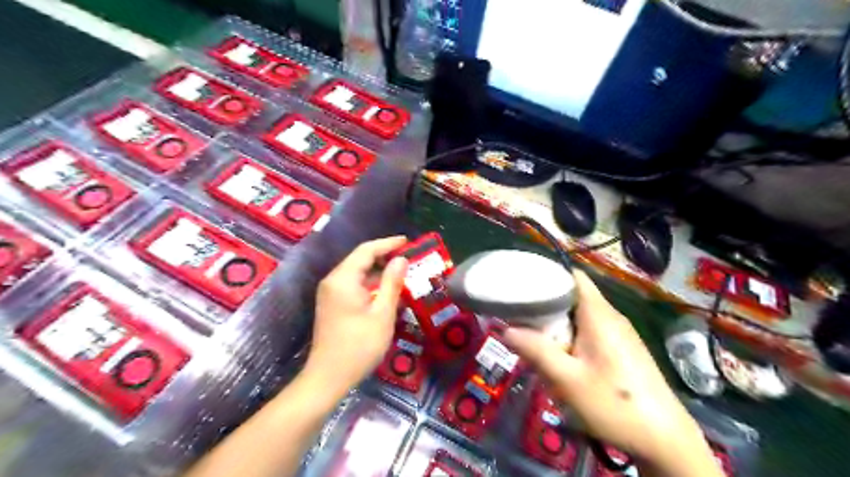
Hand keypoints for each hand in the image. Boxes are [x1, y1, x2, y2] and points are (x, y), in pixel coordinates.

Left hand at [303, 237, 409, 397]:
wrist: (328, 377)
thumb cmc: (359, 346)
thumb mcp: (382, 314)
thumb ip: (392, 283)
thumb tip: (401, 259)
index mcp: (343, 279)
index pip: (366, 250)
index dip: (388, 244)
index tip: (407, 242)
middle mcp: (333, 281)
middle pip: (360, 259)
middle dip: (384, 256)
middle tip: (408, 258)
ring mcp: (330, 293)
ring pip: (357, 273)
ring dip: (378, 271)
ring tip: (402, 273)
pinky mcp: (331, 304)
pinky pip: (353, 285)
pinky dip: (370, 283)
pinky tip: (386, 291)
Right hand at [504, 271, 723, 474]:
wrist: (665, 440)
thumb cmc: (614, 404)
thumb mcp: (568, 380)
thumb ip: (536, 351)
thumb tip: (506, 330)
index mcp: (599, 314)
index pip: (573, 276)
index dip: (548, 274)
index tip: (523, 284)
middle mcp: (611, 317)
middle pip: (573, 297)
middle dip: (546, 307)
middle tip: (522, 320)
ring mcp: (619, 333)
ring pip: (580, 317)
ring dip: (558, 327)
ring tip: (536, 341)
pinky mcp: (622, 349)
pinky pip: (590, 332)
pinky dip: (571, 339)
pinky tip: (562, 361)